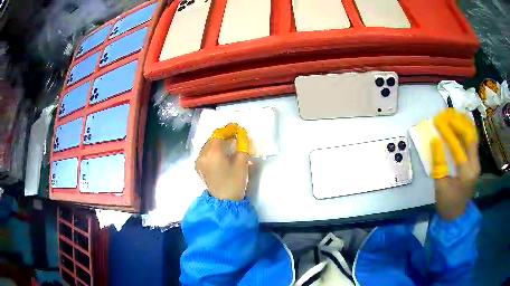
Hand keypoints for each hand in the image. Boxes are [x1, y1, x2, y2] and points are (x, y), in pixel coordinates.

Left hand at [195, 123, 249, 200]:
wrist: (224, 200)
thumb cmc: (235, 181)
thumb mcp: (242, 162)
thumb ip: (242, 145)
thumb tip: (241, 133)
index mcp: (213, 152)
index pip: (219, 134)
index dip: (228, 129)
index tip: (236, 127)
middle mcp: (203, 154)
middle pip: (212, 138)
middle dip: (223, 135)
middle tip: (234, 134)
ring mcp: (198, 160)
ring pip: (207, 145)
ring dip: (217, 141)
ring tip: (227, 143)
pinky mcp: (198, 166)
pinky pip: (204, 152)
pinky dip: (211, 149)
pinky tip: (219, 152)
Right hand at [431, 109, 479, 220]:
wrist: (457, 216)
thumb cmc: (447, 203)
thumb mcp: (440, 186)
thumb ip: (438, 163)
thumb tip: (435, 140)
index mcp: (466, 173)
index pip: (457, 147)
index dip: (447, 132)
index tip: (437, 121)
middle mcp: (475, 165)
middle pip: (469, 136)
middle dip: (457, 122)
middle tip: (445, 114)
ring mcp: (477, 163)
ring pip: (472, 136)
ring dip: (463, 123)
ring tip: (452, 113)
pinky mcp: (476, 162)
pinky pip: (473, 141)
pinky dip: (467, 130)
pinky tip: (461, 122)